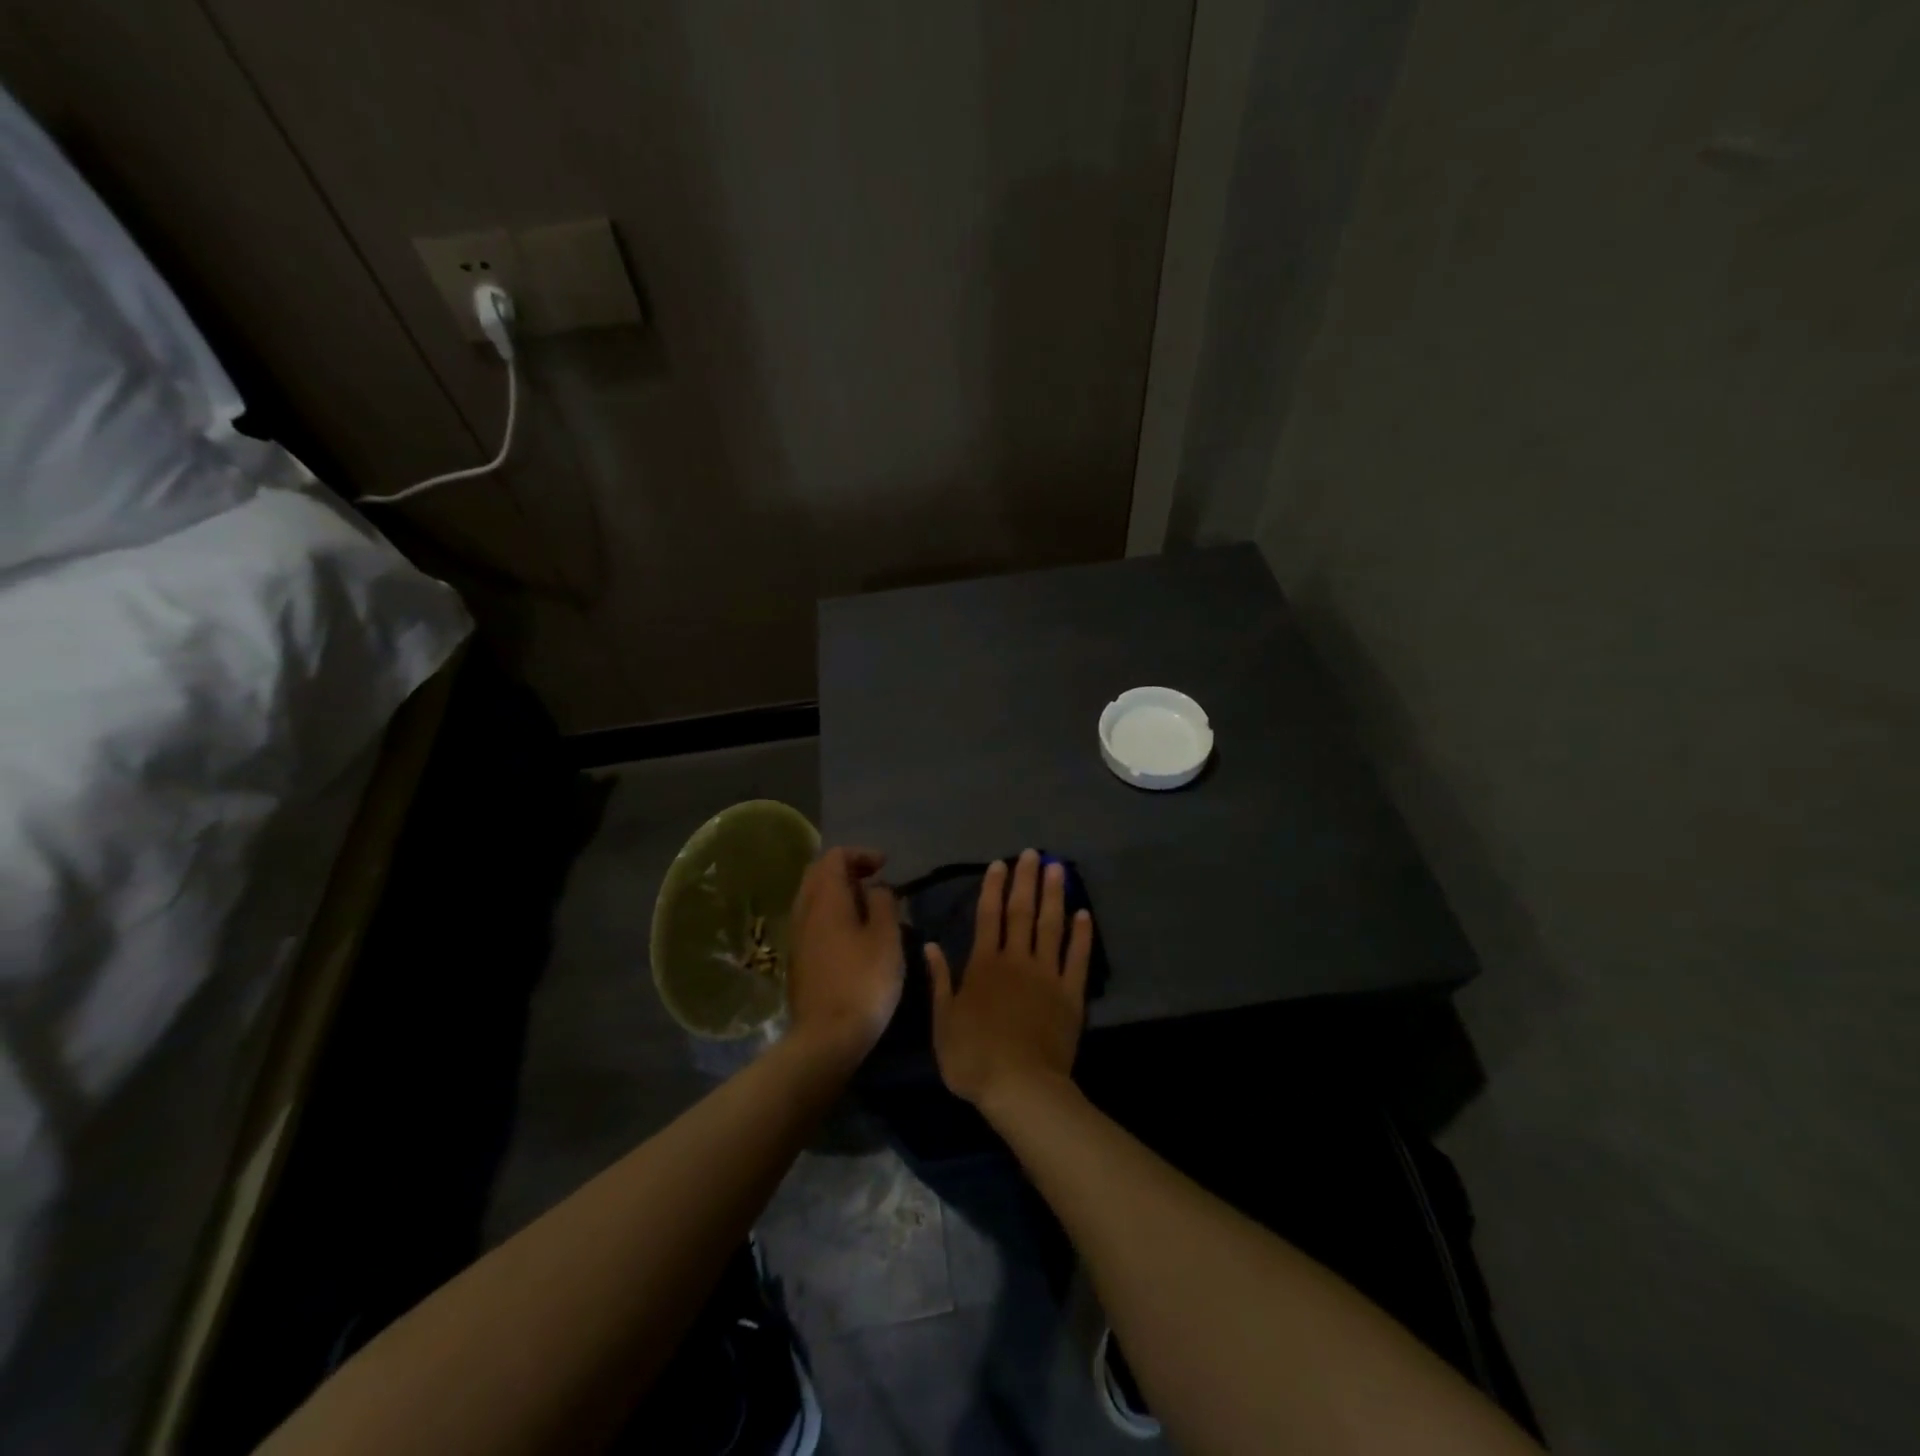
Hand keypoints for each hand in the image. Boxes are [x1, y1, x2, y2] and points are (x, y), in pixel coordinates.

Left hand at [786, 847, 903, 1062]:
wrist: (827, 1037)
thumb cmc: (864, 981)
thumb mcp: (887, 937)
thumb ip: (884, 903)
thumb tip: (876, 888)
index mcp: (826, 899)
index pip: (834, 857)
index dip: (861, 854)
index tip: (885, 866)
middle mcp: (805, 911)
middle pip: (819, 874)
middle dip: (847, 870)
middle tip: (875, 880)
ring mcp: (797, 936)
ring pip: (813, 898)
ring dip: (839, 893)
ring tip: (868, 907)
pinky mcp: (797, 960)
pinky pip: (812, 921)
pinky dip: (832, 914)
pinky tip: (853, 934)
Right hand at [927, 850, 1093, 1111]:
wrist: (1020, 1087)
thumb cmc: (973, 1058)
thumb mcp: (942, 1021)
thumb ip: (940, 980)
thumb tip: (931, 944)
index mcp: (984, 965)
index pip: (988, 916)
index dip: (993, 888)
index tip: (1000, 864)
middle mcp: (1016, 960)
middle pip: (1022, 912)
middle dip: (1026, 880)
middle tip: (1032, 853)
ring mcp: (1047, 974)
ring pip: (1051, 926)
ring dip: (1054, 895)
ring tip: (1058, 868)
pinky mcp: (1071, 993)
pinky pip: (1078, 957)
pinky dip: (1082, 935)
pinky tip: (1084, 914)